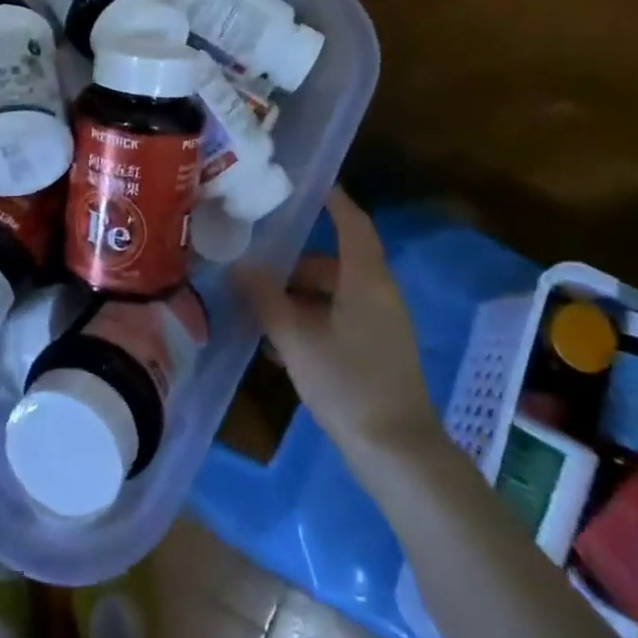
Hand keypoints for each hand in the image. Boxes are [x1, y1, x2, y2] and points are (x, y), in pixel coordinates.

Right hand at [233, 188, 441, 478]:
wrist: (398, 454)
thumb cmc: (348, 383)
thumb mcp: (297, 339)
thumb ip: (265, 298)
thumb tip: (239, 265)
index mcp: (366, 279)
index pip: (352, 223)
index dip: (333, 200)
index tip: (307, 183)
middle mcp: (379, 294)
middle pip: (336, 261)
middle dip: (297, 262)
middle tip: (258, 262)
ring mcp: (382, 326)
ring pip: (336, 294)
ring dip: (300, 295)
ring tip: (261, 307)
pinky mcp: (379, 353)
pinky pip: (341, 319)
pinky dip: (313, 320)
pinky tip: (281, 345)